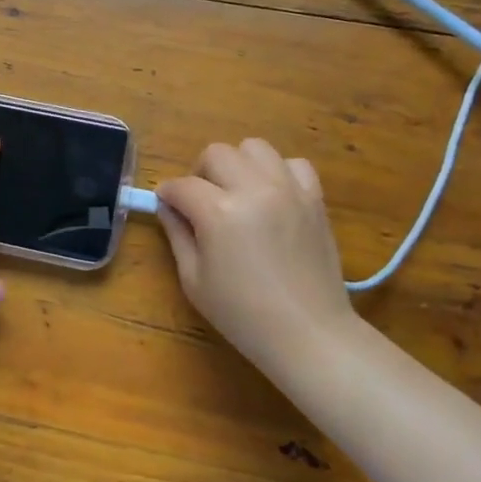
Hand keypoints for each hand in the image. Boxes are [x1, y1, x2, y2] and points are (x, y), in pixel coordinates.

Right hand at [157, 139, 355, 370]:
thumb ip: (177, 235)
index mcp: (219, 213)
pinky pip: (293, 163)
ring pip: (254, 147)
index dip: (168, 194)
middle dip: (200, 173)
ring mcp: (288, 190)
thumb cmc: (243, 315)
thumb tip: (167, 206)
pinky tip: (272, 196)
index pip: (182, 185)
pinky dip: (278, 172)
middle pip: (216, 153)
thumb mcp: (194, 280)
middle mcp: (254, 190)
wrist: (309, 334)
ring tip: (238, 192)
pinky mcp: (314, 198)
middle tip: (201, 201)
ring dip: (238, 164)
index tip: (166, 204)